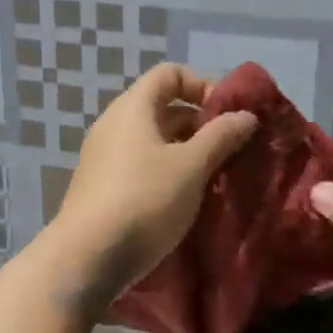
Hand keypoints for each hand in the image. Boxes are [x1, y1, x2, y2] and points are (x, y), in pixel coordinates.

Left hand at [47, 63, 257, 308]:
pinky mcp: (102, 188)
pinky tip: (186, 200)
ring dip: (187, 153)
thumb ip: (221, 136)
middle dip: (201, 124)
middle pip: (162, 108)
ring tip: (215, 178)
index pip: (169, 74)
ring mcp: (104, 157)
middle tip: (231, 150)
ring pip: (154, 141)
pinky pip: (141, 167)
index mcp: (132, 108)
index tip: (228, 115)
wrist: (87, 258)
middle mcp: (114, 125)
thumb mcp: (191, 166)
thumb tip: (246, 114)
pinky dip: (167, 173)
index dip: (203, 85)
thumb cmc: (144, 200)